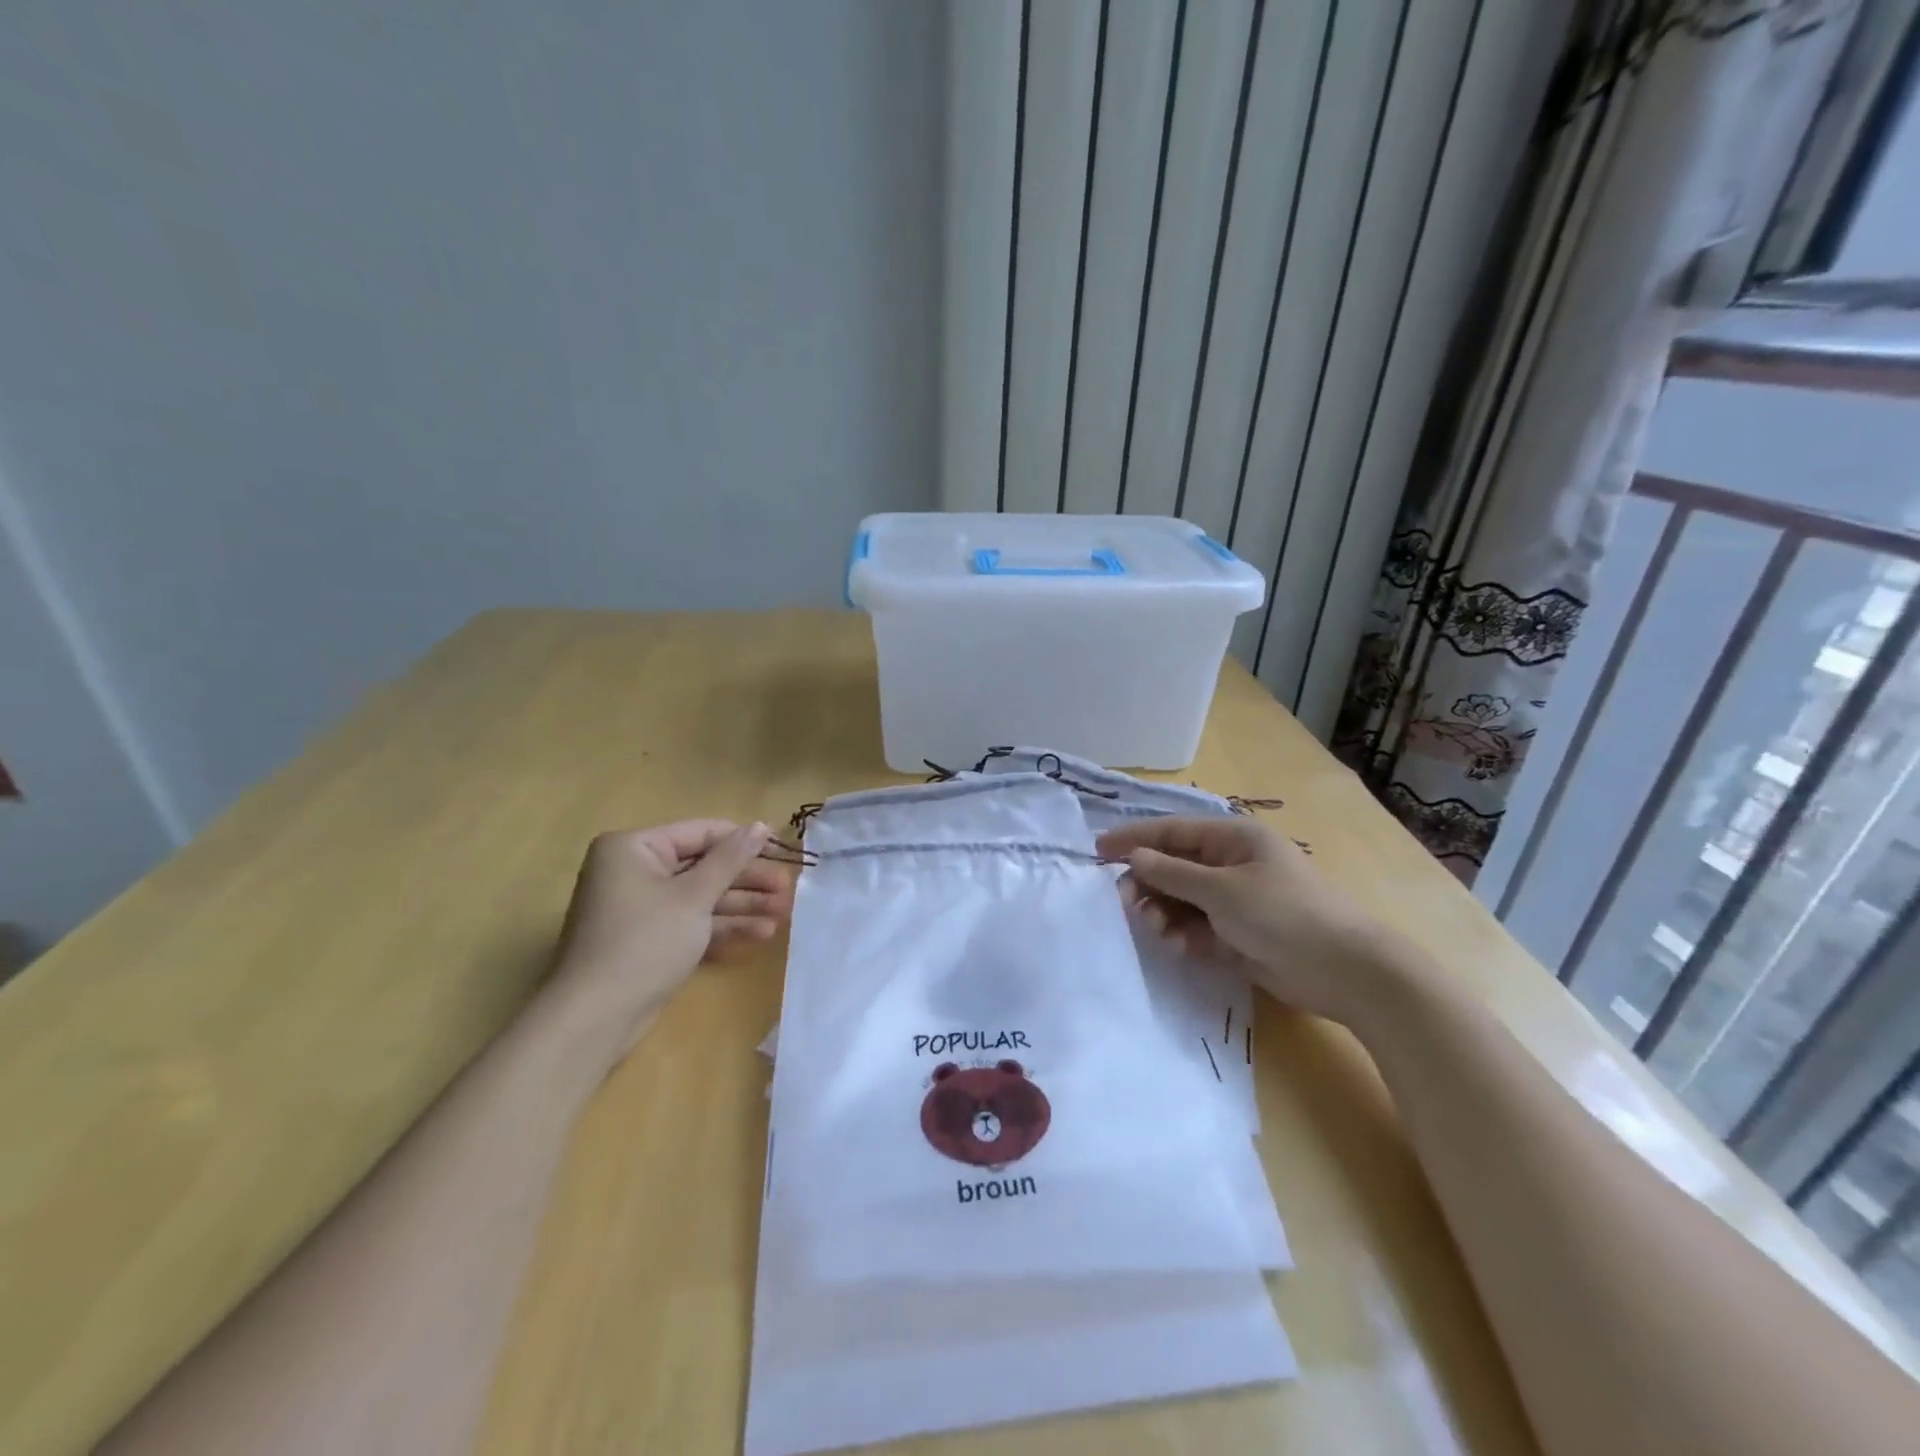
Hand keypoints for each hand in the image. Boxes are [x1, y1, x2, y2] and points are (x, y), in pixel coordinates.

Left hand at [549, 820, 790, 1058]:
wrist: (595, 1019)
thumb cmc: (644, 942)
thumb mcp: (693, 896)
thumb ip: (730, 859)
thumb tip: (760, 826)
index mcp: (634, 848)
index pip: (700, 833)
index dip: (743, 840)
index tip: (783, 848)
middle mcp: (634, 871)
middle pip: (703, 866)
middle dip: (747, 880)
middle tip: (788, 889)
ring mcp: (642, 908)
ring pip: (701, 897)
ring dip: (742, 905)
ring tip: (784, 912)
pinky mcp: (650, 940)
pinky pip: (692, 922)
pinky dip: (722, 926)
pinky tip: (761, 933)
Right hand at [1095, 815, 1397, 1023]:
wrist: (1346, 971)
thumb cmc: (1283, 914)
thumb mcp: (1222, 890)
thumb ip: (1172, 874)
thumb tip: (1134, 857)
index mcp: (1232, 839)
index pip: (1171, 831)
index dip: (1133, 838)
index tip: (1097, 850)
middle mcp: (1230, 864)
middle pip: (1173, 867)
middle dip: (1147, 884)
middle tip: (1125, 904)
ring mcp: (1235, 900)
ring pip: (1181, 900)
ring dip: (1164, 914)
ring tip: (1160, 933)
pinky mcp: (1238, 934)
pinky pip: (1197, 927)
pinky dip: (1185, 936)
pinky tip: (1182, 949)